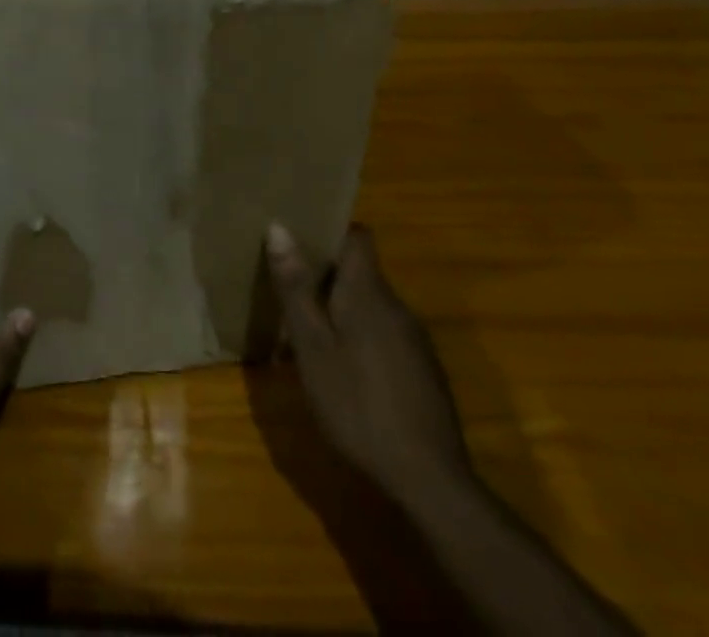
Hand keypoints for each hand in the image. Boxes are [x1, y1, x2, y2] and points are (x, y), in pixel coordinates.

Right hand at [265, 222, 470, 502]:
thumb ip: (296, 287)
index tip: (298, 235)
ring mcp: (414, 341)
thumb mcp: (312, 346)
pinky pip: (383, 333)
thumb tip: (278, 226)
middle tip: (287, 286)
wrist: (430, 482)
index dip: (329, 229)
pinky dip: (358, 335)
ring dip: (340, 308)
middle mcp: (397, 307)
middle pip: (361, 271)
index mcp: (368, 293)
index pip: (358, 236)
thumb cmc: (358, 405)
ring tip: (305, 329)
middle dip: (325, 274)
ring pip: (370, 305)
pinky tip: (339, 368)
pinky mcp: (422, 371)